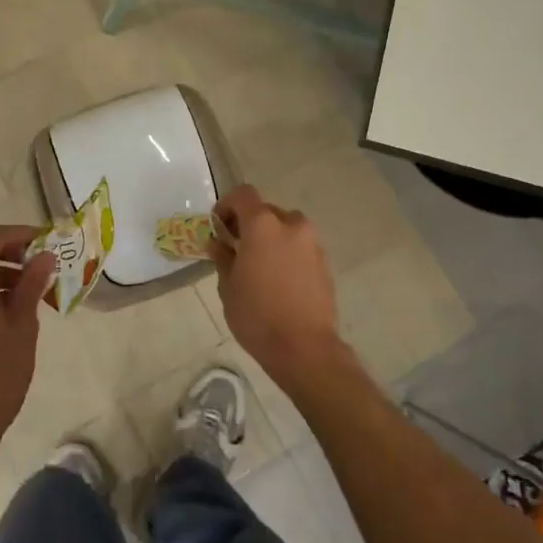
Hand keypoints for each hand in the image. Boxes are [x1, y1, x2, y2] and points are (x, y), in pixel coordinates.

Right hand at [211, 186, 354, 388]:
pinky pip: (300, 246)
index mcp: (263, 225)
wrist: (304, 348)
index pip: (243, 195)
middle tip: (236, 248)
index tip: (219, 226)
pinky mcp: (324, 262)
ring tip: (259, 265)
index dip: (227, 205)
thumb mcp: (228, 287)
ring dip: (271, 237)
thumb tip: (218, 242)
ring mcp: (312, 243)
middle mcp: (291, 225)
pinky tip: (278, 279)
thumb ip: (223, 257)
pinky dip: (287, 252)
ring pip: (286, 228)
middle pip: (266, 211)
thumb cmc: (257, 316)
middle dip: (249, 224)